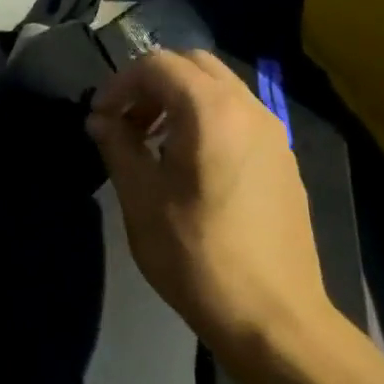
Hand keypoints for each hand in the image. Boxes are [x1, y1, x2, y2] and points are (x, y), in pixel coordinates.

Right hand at [86, 49, 333, 358]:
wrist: (274, 319)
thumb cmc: (196, 255)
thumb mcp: (140, 197)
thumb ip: (117, 145)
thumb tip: (101, 119)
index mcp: (210, 110)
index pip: (157, 64)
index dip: (120, 83)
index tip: (100, 116)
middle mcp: (248, 108)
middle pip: (192, 64)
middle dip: (151, 83)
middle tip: (126, 120)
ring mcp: (272, 133)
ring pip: (218, 87)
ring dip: (179, 98)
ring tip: (152, 141)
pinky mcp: (283, 159)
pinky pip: (238, 114)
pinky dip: (206, 117)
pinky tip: (189, 163)